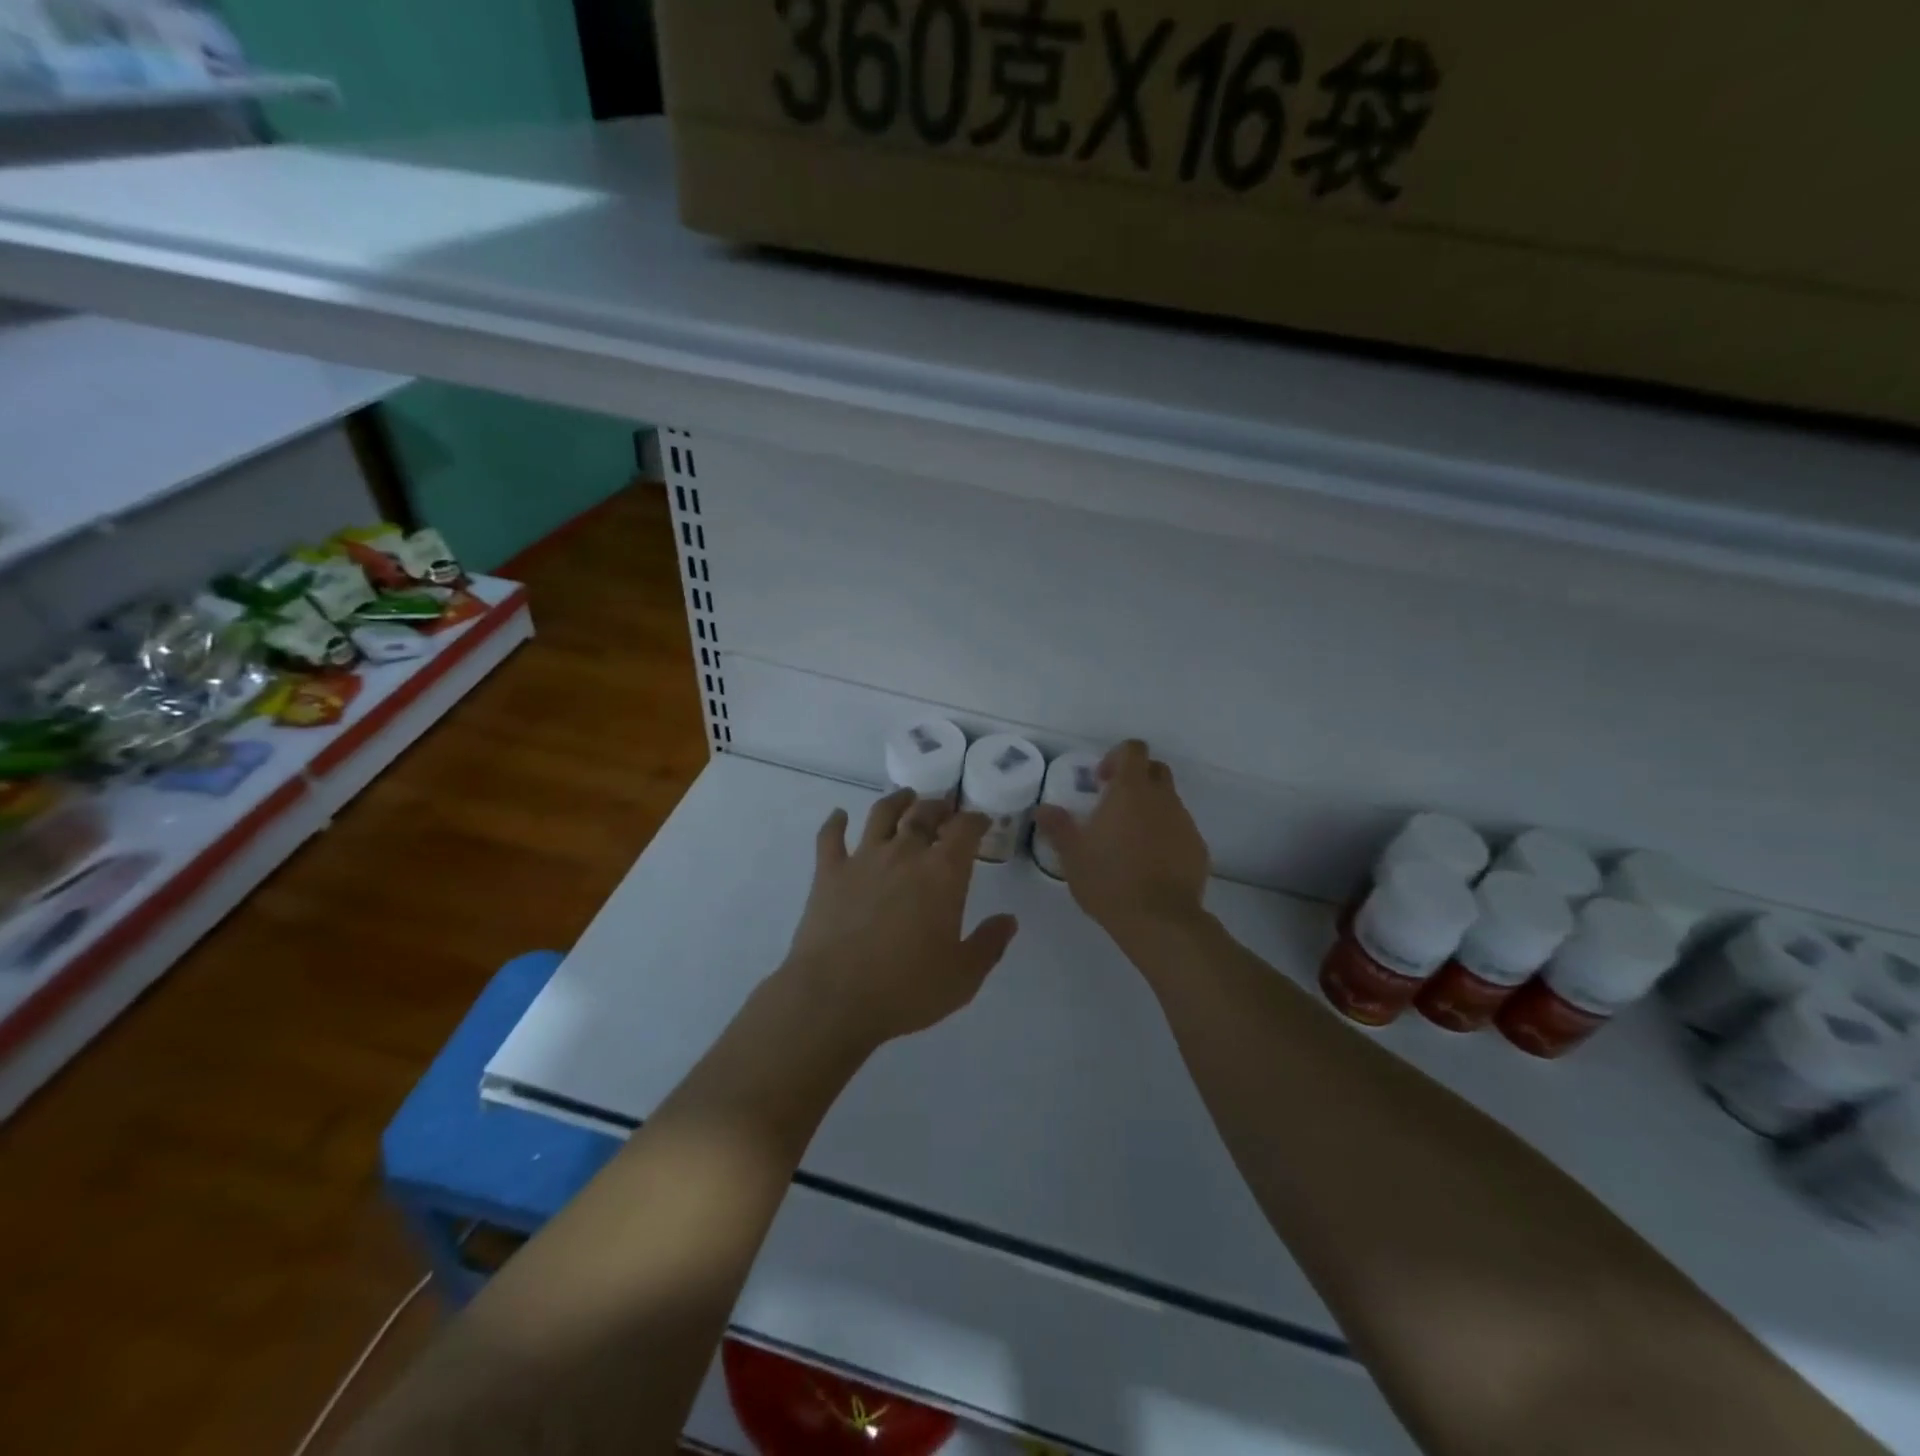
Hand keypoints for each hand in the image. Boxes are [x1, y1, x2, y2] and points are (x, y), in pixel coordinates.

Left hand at [781, 790, 1018, 1049]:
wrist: (834, 998)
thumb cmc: (906, 990)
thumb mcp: (963, 976)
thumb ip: (989, 944)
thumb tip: (1009, 920)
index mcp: (941, 874)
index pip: (964, 830)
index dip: (974, 820)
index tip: (980, 820)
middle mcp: (904, 854)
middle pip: (923, 814)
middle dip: (938, 806)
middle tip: (944, 807)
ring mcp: (862, 859)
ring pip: (881, 815)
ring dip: (896, 801)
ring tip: (905, 797)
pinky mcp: (828, 873)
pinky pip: (830, 837)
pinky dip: (835, 822)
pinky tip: (839, 816)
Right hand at [1034, 740, 1210, 944]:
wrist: (1159, 920)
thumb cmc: (1109, 879)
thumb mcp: (1072, 854)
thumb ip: (1058, 826)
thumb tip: (1043, 809)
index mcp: (1131, 791)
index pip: (1133, 750)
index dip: (1117, 757)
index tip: (1101, 781)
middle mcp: (1162, 799)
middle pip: (1155, 770)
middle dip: (1137, 779)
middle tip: (1114, 805)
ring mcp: (1184, 823)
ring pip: (1168, 802)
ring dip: (1150, 810)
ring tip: (1130, 841)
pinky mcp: (1198, 848)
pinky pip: (1180, 830)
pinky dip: (1165, 836)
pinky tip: (1150, 864)